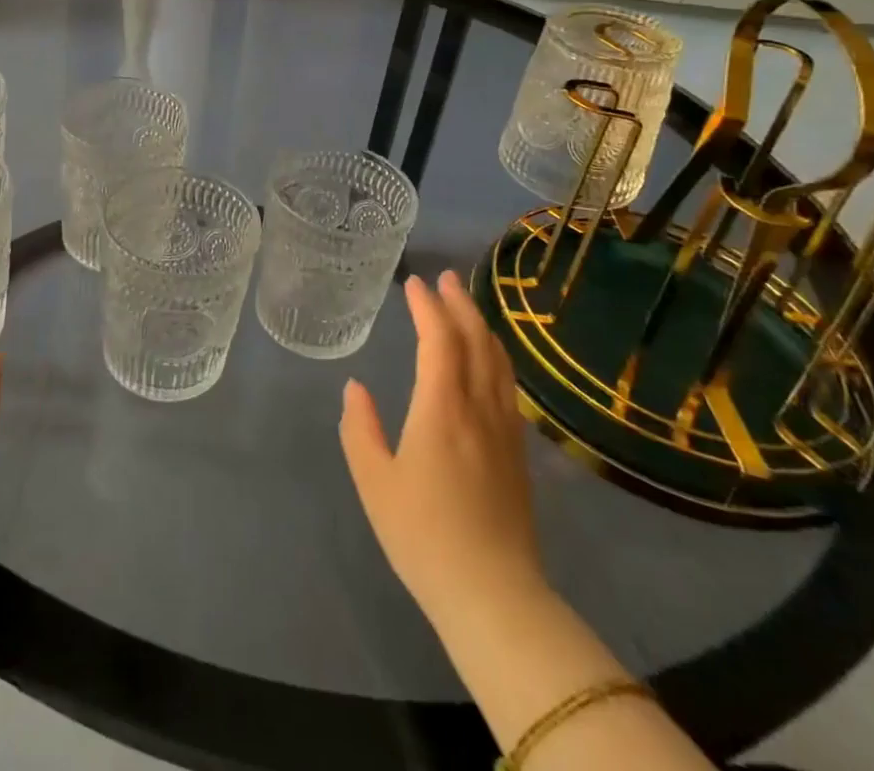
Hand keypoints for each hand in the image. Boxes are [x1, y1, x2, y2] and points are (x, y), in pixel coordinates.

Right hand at [339, 272, 543, 622]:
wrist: (494, 596)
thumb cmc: (423, 535)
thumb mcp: (374, 481)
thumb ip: (360, 428)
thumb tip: (356, 388)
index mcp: (442, 409)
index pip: (439, 341)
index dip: (427, 307)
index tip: (414, 283)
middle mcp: (479, 409)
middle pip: (476, 342)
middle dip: (460, 305)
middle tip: (444, 278)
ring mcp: (505, 431)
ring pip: (498, 362)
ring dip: (481, 327)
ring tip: (466, 307)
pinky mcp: (518, 454)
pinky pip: (508, 387)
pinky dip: (495, 358)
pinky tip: (489, 362)